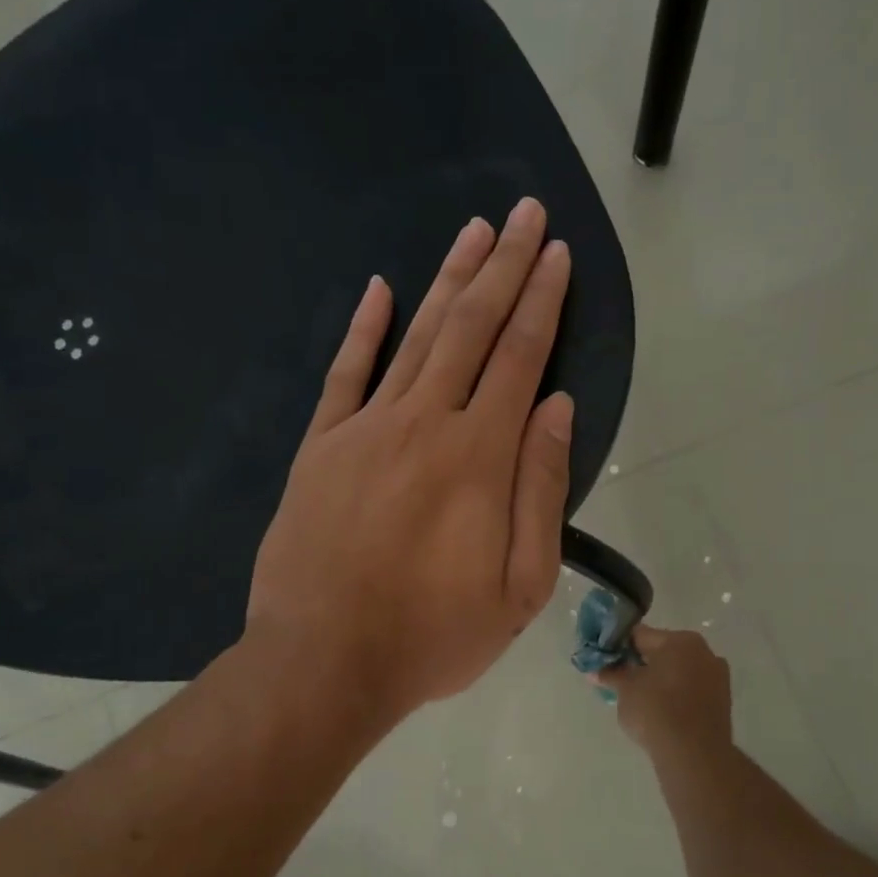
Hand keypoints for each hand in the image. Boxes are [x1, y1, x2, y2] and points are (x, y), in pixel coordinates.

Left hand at [246, 198, 573, 723]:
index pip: (520, 358)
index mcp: (479, 457)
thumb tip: (556, 407)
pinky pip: (344, 374)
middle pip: (471, 328)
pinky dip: (363, 328)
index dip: (542, 302)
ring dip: (448, 279)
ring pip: (415, 336)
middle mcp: (424, 423)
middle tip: (526, 213)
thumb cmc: (433, 636)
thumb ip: (540, 489)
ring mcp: (364, 429)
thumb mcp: (520, 587)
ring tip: (474, 231)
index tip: (558, 255)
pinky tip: (380, 287)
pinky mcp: (319, 447)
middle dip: (504, 267)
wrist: (324, 663)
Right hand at [597, 624, 731, 759]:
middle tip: (619, 680)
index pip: (640, 635)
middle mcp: (703, 651)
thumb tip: (595, 670)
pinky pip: (690, 689)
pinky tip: (659, 712)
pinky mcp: (722, 701)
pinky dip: (675, 695)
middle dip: (641, 663)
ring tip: (638, 699)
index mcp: (680, 640)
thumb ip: (611, 675)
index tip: (605, 660)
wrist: (694, 755)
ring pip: (678, 671)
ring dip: (659, 679)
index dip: (619, 646)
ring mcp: (717, 676)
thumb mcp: (625, 690)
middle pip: (662, 651)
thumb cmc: (656, 711)